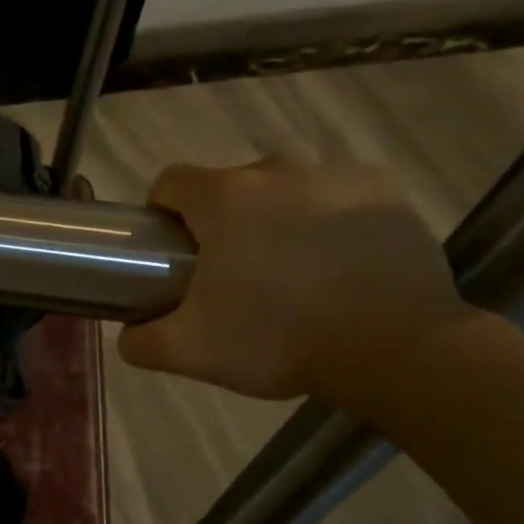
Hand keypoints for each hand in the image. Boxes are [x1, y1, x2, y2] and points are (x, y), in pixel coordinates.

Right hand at [119, 157, 477, 404]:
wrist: (393, 348)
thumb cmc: (276, 339)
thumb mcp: (190, 352)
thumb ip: (141, 341)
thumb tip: (129, 333)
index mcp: (225, 199)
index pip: (171, 182)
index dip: (161, 213)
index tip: (170, 251)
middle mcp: (278, 171)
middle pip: (230, 186)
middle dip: (221, 222)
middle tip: (230, 275)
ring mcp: (337, 176)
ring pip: (285, 190)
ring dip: (275, 219)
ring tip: (289, 273)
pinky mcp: (386, 191)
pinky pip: (337, 197)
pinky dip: (326, 221)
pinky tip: (336, 265)